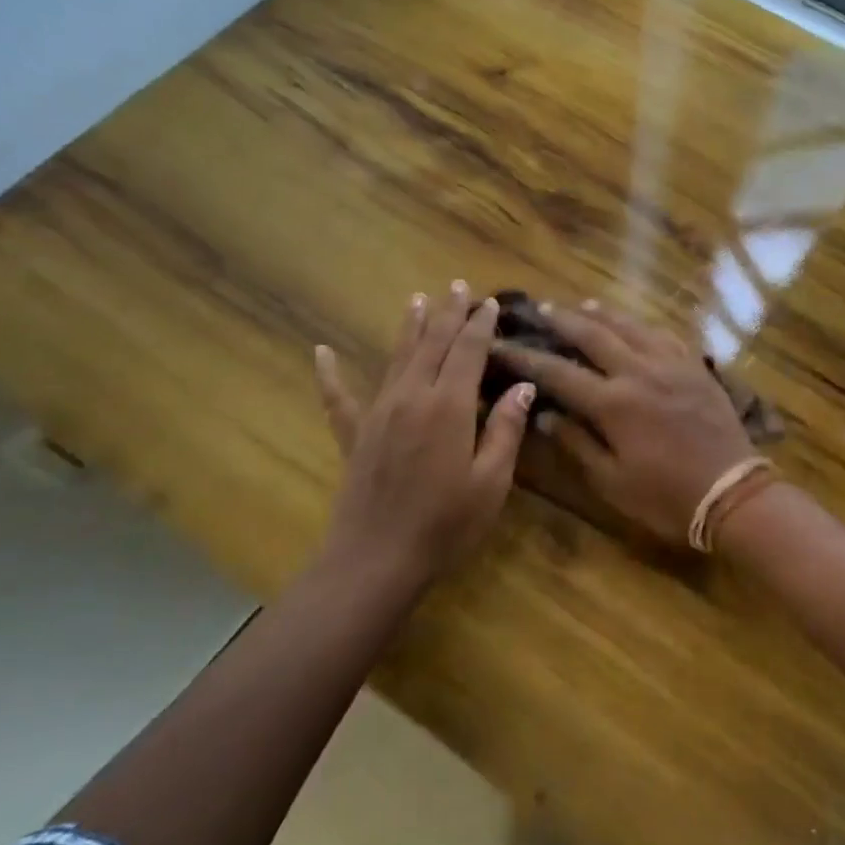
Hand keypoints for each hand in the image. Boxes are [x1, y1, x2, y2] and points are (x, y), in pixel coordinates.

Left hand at [314, 282, 533, 590]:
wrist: (378, 558)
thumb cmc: (446, 524)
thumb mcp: (491, 481)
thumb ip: (506, 430)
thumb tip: (523, 387)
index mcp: (449, 406)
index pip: (468, 351)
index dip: (480, 325)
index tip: (489, 302)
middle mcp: (412, 397)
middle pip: (433, 344)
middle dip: (448, 314)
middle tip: (458, 287)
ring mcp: (378, 413)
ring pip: (397, 358)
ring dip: (409, 328)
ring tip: (418, 300)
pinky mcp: (354, 436)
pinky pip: (339, 398)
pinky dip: (330, 374)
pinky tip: (321, 352)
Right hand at [490, 302, 754, 546]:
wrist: (732, 492)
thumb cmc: (666, 497)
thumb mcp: (612, 481)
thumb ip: (576, 443)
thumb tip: (545, 414)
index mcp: (613, 403)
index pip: (558, 372)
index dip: (525, 357)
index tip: (501, 344)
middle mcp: (639, 372)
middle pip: (593, 335)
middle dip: (562, 320)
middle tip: (540, 309)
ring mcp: (672, 365)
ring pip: (631, 327)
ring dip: (603, 314)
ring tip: (583, 305)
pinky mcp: (696, 368)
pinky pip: (665, 335)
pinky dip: (643, 325)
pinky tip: (636, 325)